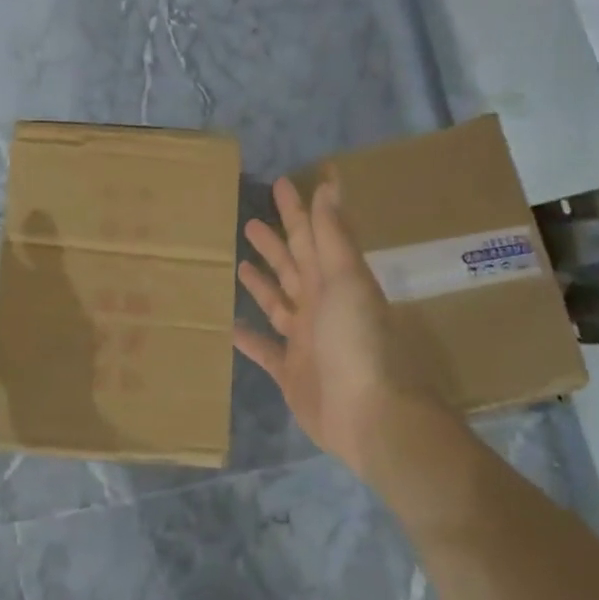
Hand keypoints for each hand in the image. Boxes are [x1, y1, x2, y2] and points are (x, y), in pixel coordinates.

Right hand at [234, 173, 441, 480]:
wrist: (369, 416)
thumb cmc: (357, 341)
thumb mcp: (347, 281)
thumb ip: (332, 236)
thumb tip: (328, 185)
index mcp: (334, 281)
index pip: (310, 236)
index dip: (296, 210)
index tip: (281, 183)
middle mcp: (320, 306)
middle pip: (292, 267)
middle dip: (275, 243)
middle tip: (249, 221)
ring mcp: (304, 340)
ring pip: (278, 303)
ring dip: (261, 283)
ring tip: (239, 263)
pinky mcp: (290, 373)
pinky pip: (265, 349)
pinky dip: (249, 339)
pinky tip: (229, 326)